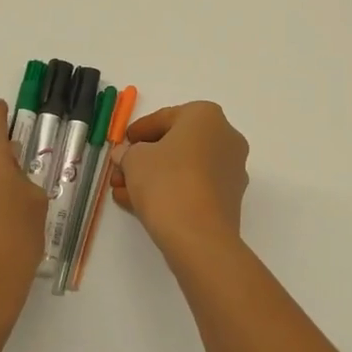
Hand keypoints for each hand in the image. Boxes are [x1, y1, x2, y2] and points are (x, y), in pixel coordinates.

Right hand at [112, 101, 249, 248]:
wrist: (199, 235)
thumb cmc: (166, 181)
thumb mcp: (134, 160)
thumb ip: (127, 152)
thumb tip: (126, 155)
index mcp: (206, 116)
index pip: (165, 117)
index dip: (138, 131)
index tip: (122, 143)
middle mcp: (226, 137)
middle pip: (176, 144)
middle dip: (144, 158)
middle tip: (120, 171)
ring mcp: (231, 169)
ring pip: (184, 168)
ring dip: (153, 177)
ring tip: (123, 191)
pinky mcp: (229, 198)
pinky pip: (194, 187)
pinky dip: (170, 191)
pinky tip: (141, 205)